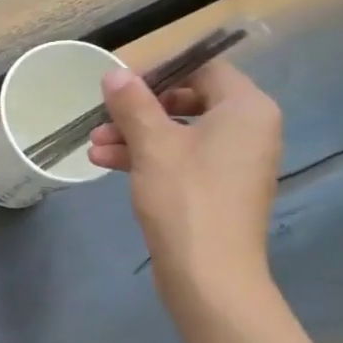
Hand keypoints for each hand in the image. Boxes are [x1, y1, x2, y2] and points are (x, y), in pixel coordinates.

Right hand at [89, 58, 282, 323]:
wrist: (209, 275)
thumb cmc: (186, 198)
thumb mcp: (153, 145)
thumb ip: (133, 103)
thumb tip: (115, 72)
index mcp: (246, 108)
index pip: (204, 68)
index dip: (160, 71)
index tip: (120, 85)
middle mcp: (248, 129)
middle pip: (188, 100)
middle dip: (139, 109)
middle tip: (103, 117)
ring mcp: (233, 162)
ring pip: (179, 133)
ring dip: (135, 135)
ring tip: (94, 145)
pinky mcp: (217, 189)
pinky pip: (181, 159)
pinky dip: (148, 157)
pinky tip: (106, 163)